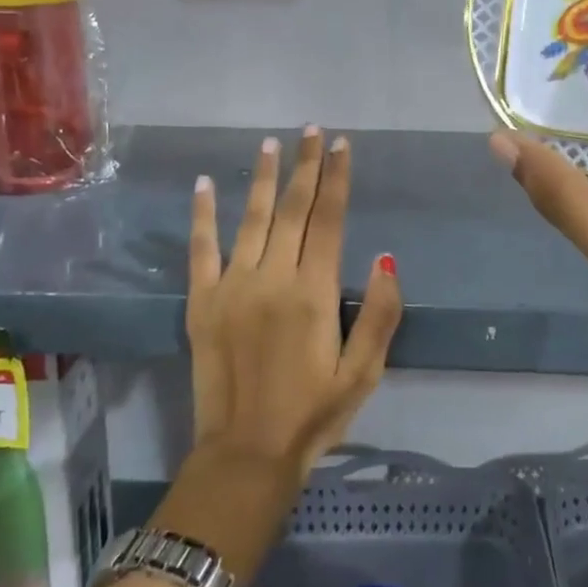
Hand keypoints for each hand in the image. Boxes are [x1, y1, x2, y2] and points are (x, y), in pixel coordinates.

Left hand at [187, 128, 402, 486]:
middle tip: (310, 131)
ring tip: (270, 144)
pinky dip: (202, 214)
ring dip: (261, 178)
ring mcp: (232, 287)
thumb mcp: (364, 373)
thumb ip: (380, 314)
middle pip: (292, 209)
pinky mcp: (201, 303)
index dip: (337, 178)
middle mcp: (273, 278)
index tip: (341, 145)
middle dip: (304, 167)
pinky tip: (204, 184)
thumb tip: (386, 259)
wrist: (246, 454)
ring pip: (250, 219)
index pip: (329, 220)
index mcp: (314, 292)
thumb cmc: (313, 415)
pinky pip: (201, 249)